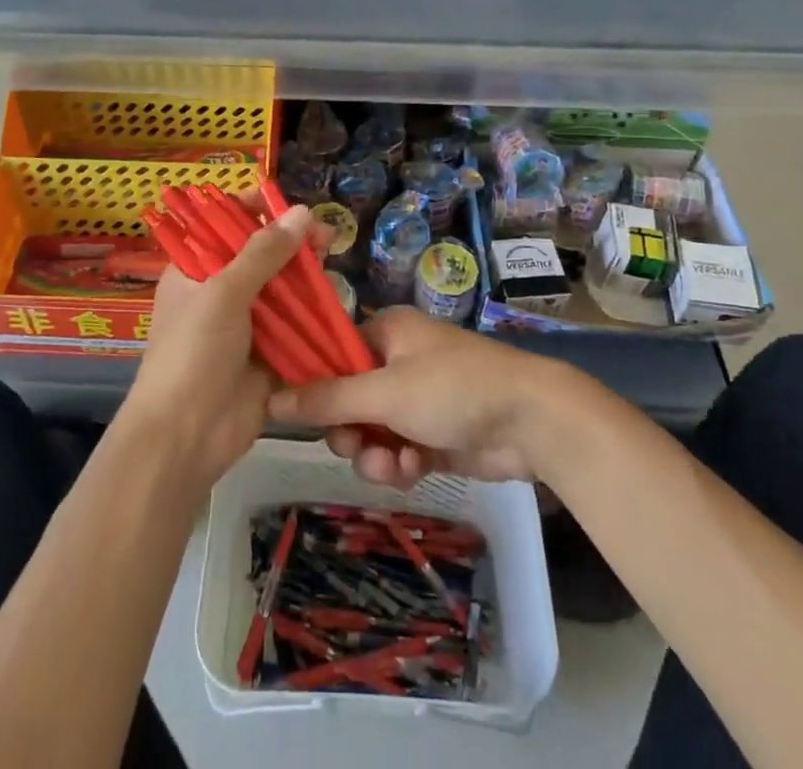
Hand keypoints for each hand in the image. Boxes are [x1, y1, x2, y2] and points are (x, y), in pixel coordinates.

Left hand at [120, 203, 327, 492]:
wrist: (186, 436)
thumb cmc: (193, 353)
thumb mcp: (224, 293)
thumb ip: (264, 253)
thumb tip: (301, 212)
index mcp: (194, 272)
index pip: (224, 227)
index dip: (253, 212)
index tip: (287, 204)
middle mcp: (219, 293)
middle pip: (259, 256)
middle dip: (290, 242)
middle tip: (323, 233)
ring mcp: (245, 325)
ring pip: (282, 289)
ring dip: (305, 274)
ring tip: (332, 253)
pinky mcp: (269, 354)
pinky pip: (295, 325)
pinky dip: (313, 311)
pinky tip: (334, 294)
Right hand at [268, 307, 571, 489]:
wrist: (531, 421)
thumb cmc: (454, 389)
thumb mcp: (385, 392)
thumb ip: (328, 399)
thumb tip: (271, 398)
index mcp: (386, 332)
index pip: (333, 353)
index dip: (314, 384)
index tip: (297, 414)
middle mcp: (398, 360)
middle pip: (348, 398)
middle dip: (349, 429)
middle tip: (353, 445)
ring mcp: (417, 399)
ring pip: (372, 430)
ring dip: (375, 453)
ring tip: (392, 465)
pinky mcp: (434, 434)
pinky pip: (397, 450)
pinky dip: (398, 463)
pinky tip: (411, 472)